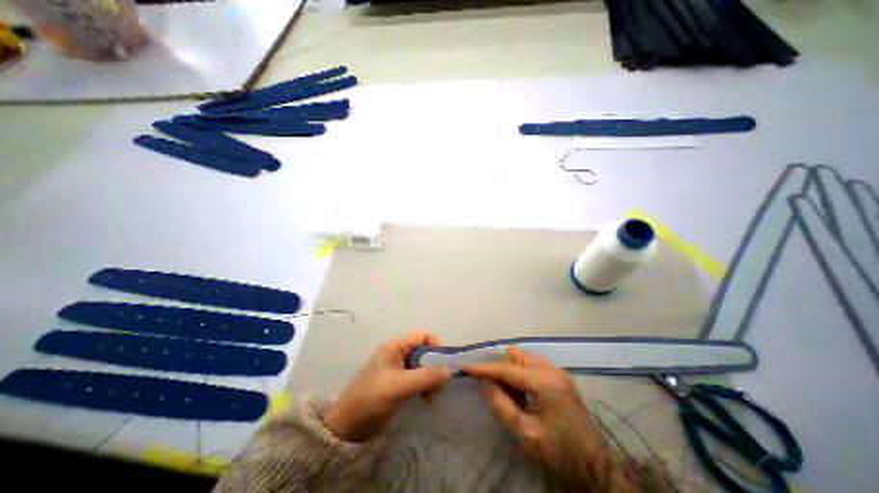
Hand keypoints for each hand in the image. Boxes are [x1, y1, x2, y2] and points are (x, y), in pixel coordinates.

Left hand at [323, 331, 452, 442]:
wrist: (347, 427)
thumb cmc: (371, 398)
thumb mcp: (399, 386)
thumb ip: (425, 377)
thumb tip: (451, 370)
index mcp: (395, 346)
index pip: (423, 336)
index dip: (436, 346)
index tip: (445, 364)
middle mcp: (398, 353)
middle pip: (425, 351)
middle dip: (435, 366)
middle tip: (440, 384)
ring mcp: (399, 368)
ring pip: (424, 365)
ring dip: (431, 378)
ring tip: (432, 395)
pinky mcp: (400, 382)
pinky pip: (419, 377)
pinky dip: (426, 385)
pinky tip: (427, 398)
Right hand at [466, 346, 612, 489]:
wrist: (598, 468)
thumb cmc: (561, 453)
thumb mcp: (526, 434)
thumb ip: (502, 405)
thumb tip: (486, 383)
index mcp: (544, 382)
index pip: (507, 368)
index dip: (485, 368)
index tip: (467, 368)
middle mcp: (551, 369)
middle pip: (515, 355)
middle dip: (501, 368)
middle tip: (497, 390)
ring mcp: (557, 371)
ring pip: (523, 358)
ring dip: (511, 371)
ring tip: (513, 396)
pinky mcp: (560, 376)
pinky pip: (532, 365)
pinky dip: (522, 375)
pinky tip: (524, 395)